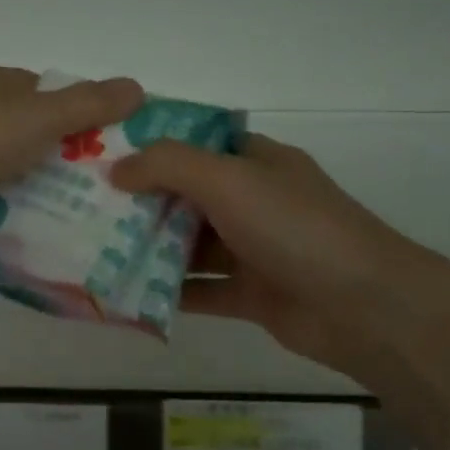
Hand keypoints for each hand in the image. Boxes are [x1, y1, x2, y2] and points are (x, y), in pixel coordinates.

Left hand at [0, 66, 143, 236]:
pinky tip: (46, 233)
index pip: (44, 93)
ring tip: (87, 217)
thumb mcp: (43, 112)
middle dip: (63, 159)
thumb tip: (138, 88)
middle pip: (30, 136)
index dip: (77, 112)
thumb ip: (90, 102)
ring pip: (13, 172)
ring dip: (40, 191)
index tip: (110, 140)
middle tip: (106, 187)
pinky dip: (15, 215)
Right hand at [111, 134, 449, 440]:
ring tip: (94, 248)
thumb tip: (116, 169)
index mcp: (256, 162)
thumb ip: (168, 165)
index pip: (197, 143)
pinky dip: (168, 290)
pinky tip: (126, 292)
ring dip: (149, 246)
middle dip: (141, 199)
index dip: (153, 145)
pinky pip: (200, 288)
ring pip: (190, 243)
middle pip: (187, 194)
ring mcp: (254, 249)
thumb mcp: (227, 179)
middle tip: (85, 204)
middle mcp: (254, 201)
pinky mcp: (251, 294)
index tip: (104, 153)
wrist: (364, 307)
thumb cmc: (294, 226)